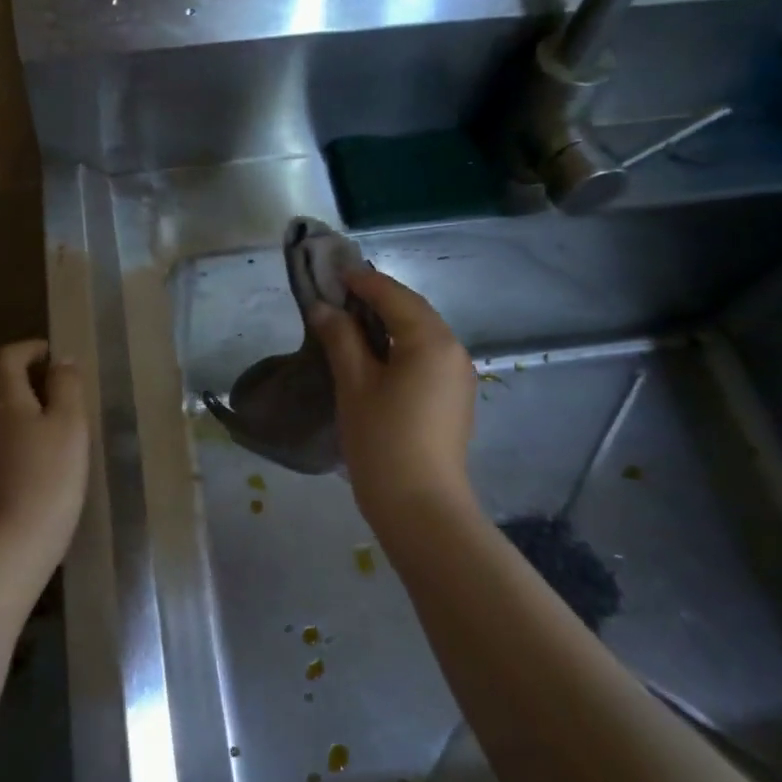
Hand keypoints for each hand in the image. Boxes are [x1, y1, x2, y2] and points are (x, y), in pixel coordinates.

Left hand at [0, 341, 89, 573]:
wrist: (10, 543)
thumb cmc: (48, 477)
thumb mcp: (70, 425)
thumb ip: (66, 387)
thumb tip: (61, 360)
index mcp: (5, 398)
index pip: (7, 356)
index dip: (29, 348)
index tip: (53, 353)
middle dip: (16, 370)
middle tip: (48, 378)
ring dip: (14, 400)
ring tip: (48, 412)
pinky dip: (11, 427)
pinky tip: (35, 448)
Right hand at [309, 268, 477, 525]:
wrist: (421, 506)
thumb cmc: (382, 440)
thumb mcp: (354, 384)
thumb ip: (340, 339)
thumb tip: (324, 308)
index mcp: (431, 340)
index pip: (394, 296)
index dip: (362, 282)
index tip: (332, 274)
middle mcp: (453, 350)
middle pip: (413, 311)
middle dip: (377, 299)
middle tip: (339, 295)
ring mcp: (458, 376)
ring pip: (421, 334)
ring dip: (389, 322)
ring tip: (351, 323)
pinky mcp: (453, 399)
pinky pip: (426, 357)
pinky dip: (401, 346)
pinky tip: (375, 356)